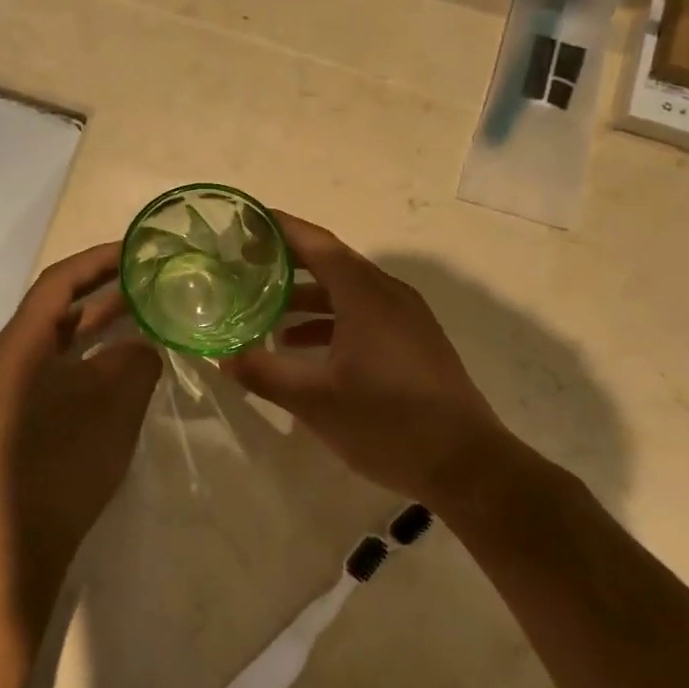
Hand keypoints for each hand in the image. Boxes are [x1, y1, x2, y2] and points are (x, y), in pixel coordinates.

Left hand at [0, 242, 161, 616]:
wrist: (23, 538)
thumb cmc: (65, 462)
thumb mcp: (112, 404)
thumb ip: (134, 361)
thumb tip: (143, 345)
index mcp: (21, 343)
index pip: (59, 281)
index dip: (98, 260)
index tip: (137, 249)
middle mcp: (12, 355)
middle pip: (57, 305)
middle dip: (101, 286)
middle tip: (146, 274)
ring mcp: (16, 384)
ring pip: (61, 336)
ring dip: (99, 320)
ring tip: (144, 306)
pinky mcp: (26, 410)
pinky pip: (62, 364)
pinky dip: (93, 353)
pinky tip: (126, 357)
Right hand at [222, 212, 512, 502]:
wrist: (467, 464)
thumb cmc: (387, 423)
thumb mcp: (315, 400)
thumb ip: (264, 372)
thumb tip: (221, 356)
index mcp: (364, 295)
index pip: (316, 244)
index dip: (280, 229)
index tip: (245, 223)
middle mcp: (387, 294)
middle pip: (330, 263)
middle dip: (287, 262)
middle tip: (244, 266)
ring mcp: (406, 317)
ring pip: (347, 291)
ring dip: (306, 297)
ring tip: (264, 312)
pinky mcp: (413, 341)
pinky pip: (363, 313)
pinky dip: (330, 320)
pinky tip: (302, 348)